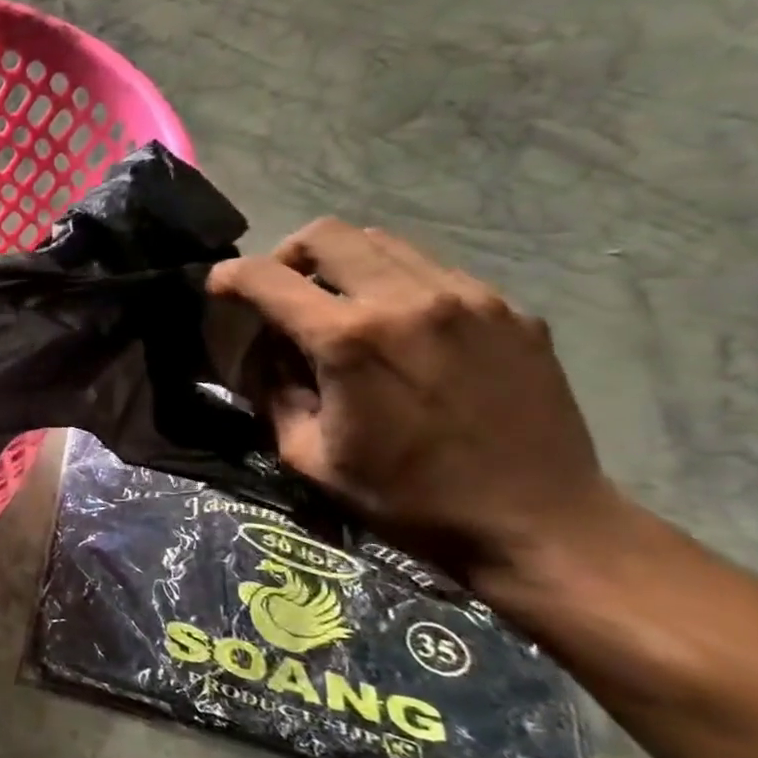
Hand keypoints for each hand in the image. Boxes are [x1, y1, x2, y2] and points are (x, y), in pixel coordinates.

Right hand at [207, 219, 616, 580]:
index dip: (229, 276)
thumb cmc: (407, 498)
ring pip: (381, 242)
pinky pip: (433, 270)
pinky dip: (396, 283)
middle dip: (287, 255)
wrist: (539, 523)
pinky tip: (399, 329)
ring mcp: (467, 298)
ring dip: (342, 264)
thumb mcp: (307, 456)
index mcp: (350, 341)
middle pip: (326, 235)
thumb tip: (265, 355)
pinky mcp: (509, 310)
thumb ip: (274, 392)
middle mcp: (407, 301)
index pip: (268, 277)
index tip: (218, 289)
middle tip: (282, 292)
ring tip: (339, 305)